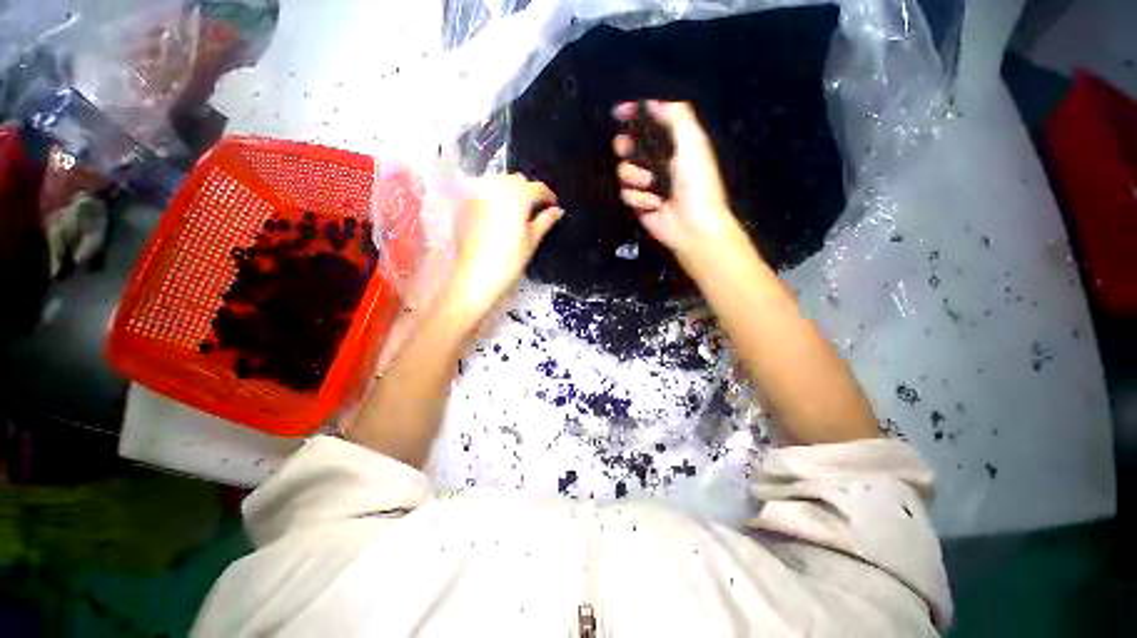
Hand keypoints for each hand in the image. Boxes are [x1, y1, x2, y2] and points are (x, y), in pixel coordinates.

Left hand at [445, 173, 562, 317]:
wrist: (476, 275)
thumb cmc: (509, 260)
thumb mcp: (532, 240)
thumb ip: (546, 221)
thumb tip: (558, 211)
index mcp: (518, 195)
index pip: (538, 188)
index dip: (548, 196)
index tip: (552, 206)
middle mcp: (497, 187)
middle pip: (517, 180)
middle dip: (528, 191)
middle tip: (534, 210)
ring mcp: (478, 193)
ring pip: (499, 182)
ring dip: (510, 191)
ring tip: (515, 211)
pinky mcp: (466, 203)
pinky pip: (483, 191)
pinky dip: (493, 197)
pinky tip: (496, 214)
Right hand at [613, 101, 741, 259]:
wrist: (693, 224)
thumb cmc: (698, 183)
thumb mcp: (693, 142)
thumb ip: (676, 116)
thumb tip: (654, 100)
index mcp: (673, 143)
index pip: (648, 122)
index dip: (634, 114)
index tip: (620, 112)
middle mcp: (658, 162)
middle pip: (629, 146)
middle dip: (625, 146)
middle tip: (626, 148)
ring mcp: (647, 184)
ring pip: (624, 171)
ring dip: (635, 177)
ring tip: (651, 184)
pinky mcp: (639, 203)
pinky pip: (625, 193)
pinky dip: (638, 198)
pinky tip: (653, 203)